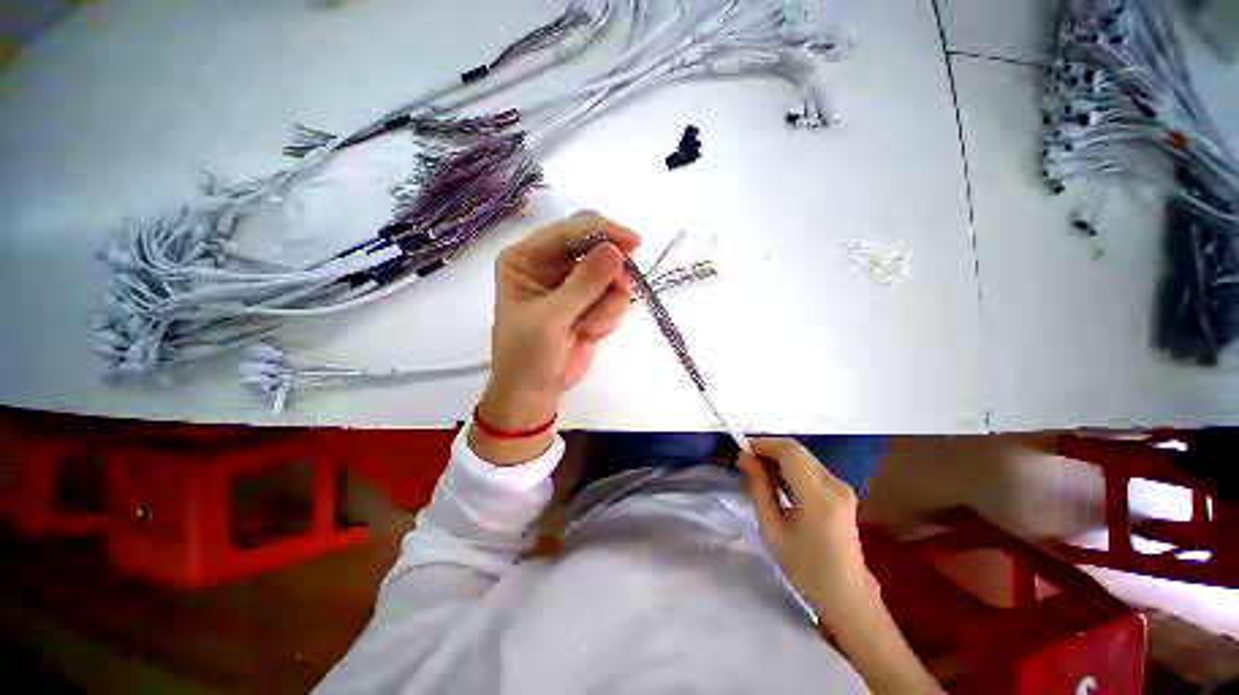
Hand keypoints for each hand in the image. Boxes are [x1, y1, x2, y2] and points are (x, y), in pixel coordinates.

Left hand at [471, 211, 640, 463]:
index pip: (568, 231)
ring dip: (606, 305)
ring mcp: (573, 283)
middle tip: (622, 288)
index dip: (601, 233)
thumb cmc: (528, 356)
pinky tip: (589, 334)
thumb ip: (583, 285)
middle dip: (610, 272)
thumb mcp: (551, 320)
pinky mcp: (591, 301)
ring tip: (587, 329)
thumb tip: (616, 250)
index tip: (632, 244)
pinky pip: (615, 297)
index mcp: (527, 258)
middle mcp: (550, 264)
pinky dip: (608, 317)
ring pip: (611, 274)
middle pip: (595, 246)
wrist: (536, 392)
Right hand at [737, 438, 875, 618]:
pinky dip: (790, 468)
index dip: (764, 444)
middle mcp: (834, 484)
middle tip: (746, 462)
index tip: (742, 451)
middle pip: (797, 451)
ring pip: (803, 457)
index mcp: (818, 496)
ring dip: (779, 459)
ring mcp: (842, 487)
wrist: (846, 595)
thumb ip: (758, 487)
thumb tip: (744, 457)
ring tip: (757, 473)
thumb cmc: (805, 568)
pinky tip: (777, 482)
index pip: (789, 452)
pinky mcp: (842, 491)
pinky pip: (810, 468)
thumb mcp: (773, 528)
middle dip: (769, 450)